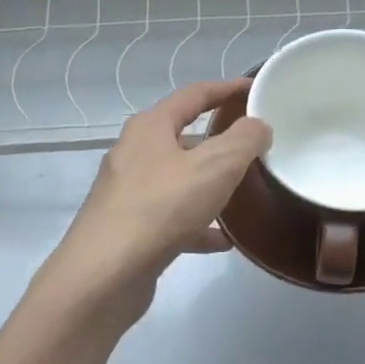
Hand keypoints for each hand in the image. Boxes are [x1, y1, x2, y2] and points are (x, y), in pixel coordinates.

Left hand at [40, 80, 270, 321]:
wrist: (106, 273)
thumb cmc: (162, 207)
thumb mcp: (215, 166)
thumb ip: (243, 141)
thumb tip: (258, 126)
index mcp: (150, 128)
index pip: (194, 95)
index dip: (227, 89)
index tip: (255, 89)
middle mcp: (134, 154)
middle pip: (183, 138)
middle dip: (219, 142)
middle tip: (255, 148)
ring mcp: (129, 193)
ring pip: (179, 180)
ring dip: (209, 185)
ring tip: (244, 193)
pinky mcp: (131, 229)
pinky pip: (173, 218)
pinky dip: (199, 225)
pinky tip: (224, 241)